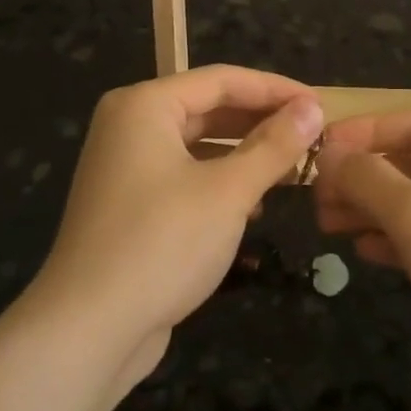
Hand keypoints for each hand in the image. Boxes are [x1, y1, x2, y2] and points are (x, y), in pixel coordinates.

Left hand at [30, 66, 323, 395]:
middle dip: (262, 122)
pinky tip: (255, 204)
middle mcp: (130, 126)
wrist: (88, 329)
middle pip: (209, 109)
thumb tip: (312, 109)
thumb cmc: (162, 244)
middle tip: (313, 135)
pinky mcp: (131, 205)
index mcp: (145, 106)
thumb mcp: (228, 191)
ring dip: (246, 154)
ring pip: (200, 145)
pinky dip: (222, 182)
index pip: (222, 80)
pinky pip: (186, 176)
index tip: (321, 104)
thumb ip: (274, 145)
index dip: (275, 89)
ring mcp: (127, 168)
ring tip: (293, 167)